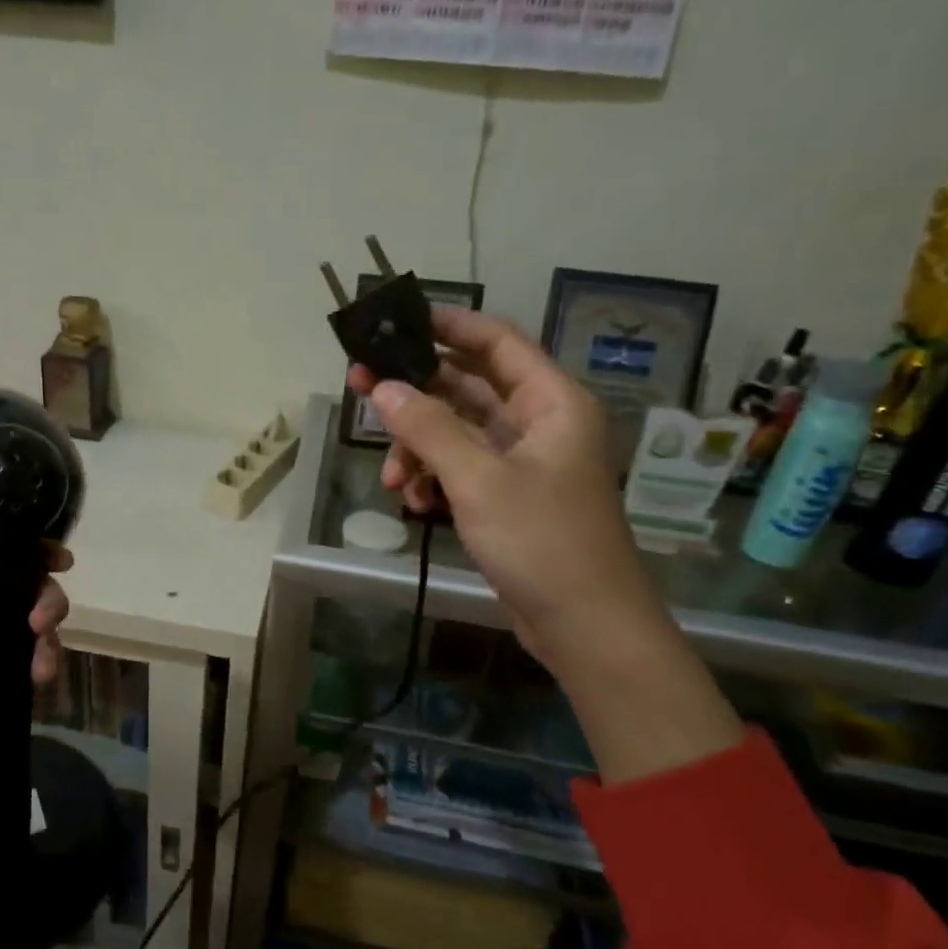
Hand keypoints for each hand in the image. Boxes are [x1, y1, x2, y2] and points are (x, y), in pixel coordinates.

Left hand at [0, 488, 70, 851]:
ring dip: (48, 640)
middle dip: (47, 602)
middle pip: (33, 587)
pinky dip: (42, 664)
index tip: (63, 560)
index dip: (40, 551)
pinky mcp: (0, 672)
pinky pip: (35, 656)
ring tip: (40, 665)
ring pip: (39, 624)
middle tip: (42, 623)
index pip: (10, 551)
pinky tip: (39, 681)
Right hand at [350, 308, 742, 782]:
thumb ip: (428, 428)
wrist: (586, 627)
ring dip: (418, 448)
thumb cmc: (542, 542)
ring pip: (457, 434)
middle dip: (416, 394)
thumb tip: (383, 388)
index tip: (397, 321)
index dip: (448, 325)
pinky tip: (413, 502)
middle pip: (467, 388)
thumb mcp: (478, 479)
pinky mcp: (509, 498)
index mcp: (552, 402)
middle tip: (362, 390)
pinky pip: (461, 470)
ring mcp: (524, 463)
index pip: (496, 342)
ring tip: (392, 478)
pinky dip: (433, 479)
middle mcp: (540, 423)